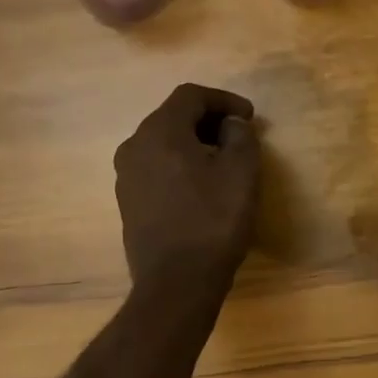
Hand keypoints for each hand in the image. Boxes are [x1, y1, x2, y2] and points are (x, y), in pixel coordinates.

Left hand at [115, 84, 260, 299]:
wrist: (176, 282)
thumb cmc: (213, 221)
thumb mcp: (242, 173)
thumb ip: (240, 136)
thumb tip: (230, 125)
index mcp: (160, 131)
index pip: (191, 95)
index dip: (224, 100)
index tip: (251, 117)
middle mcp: (134, 146)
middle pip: (173, 118)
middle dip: (209, 122)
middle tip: (239, 137)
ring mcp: (126, 176)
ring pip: (163, 145)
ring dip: (194, 145)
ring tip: (223, 163)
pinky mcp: (129, 203)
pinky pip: (157, 170)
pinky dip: (180, 167)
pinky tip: (201, 189)